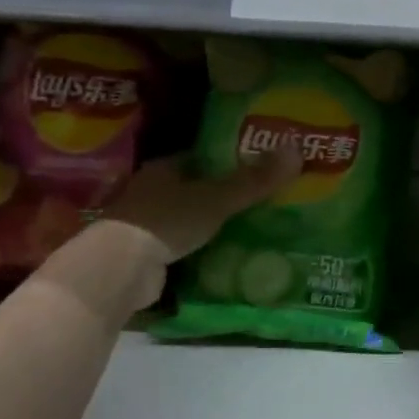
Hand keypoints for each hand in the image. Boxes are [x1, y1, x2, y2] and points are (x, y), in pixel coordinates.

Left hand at [97, 146, 304, 260]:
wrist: (121, 269)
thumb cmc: (167, 221)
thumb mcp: (217, 199)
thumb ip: (255, 180)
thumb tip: (297, 149)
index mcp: (163, 169)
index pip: (199, 158)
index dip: (227, 160)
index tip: (256, 165)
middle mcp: (150, 192)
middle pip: (192, 187)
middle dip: (220, 193)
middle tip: (259, 199)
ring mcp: (144, 224)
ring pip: (185, 217)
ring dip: (209, 223)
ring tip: (248, 227)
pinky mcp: (145, 254)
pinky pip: (180, 245)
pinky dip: (198, 248)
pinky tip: (223, 253)